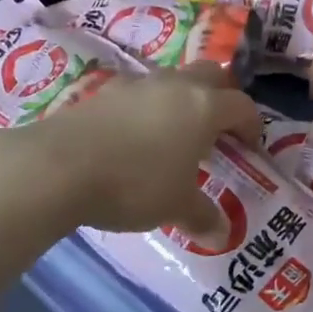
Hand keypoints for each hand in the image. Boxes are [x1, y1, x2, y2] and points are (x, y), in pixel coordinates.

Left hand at [25, 65, 259, 237]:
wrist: (60, 166)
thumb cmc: (135, 184)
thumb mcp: (175, 206)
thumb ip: (202, 216)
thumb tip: (223, 235)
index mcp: (203, 107)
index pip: (242, 106)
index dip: (252, 126)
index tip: (249, 149)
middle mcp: (174, 85)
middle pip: (210, 76)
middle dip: (221, 99)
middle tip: (219, 131)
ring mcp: (136, 85)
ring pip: (172, 81)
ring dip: (183, 101)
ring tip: (176, 136)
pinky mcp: (103, 92)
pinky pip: (139, 94)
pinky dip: (149, 110)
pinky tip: (137, 139)